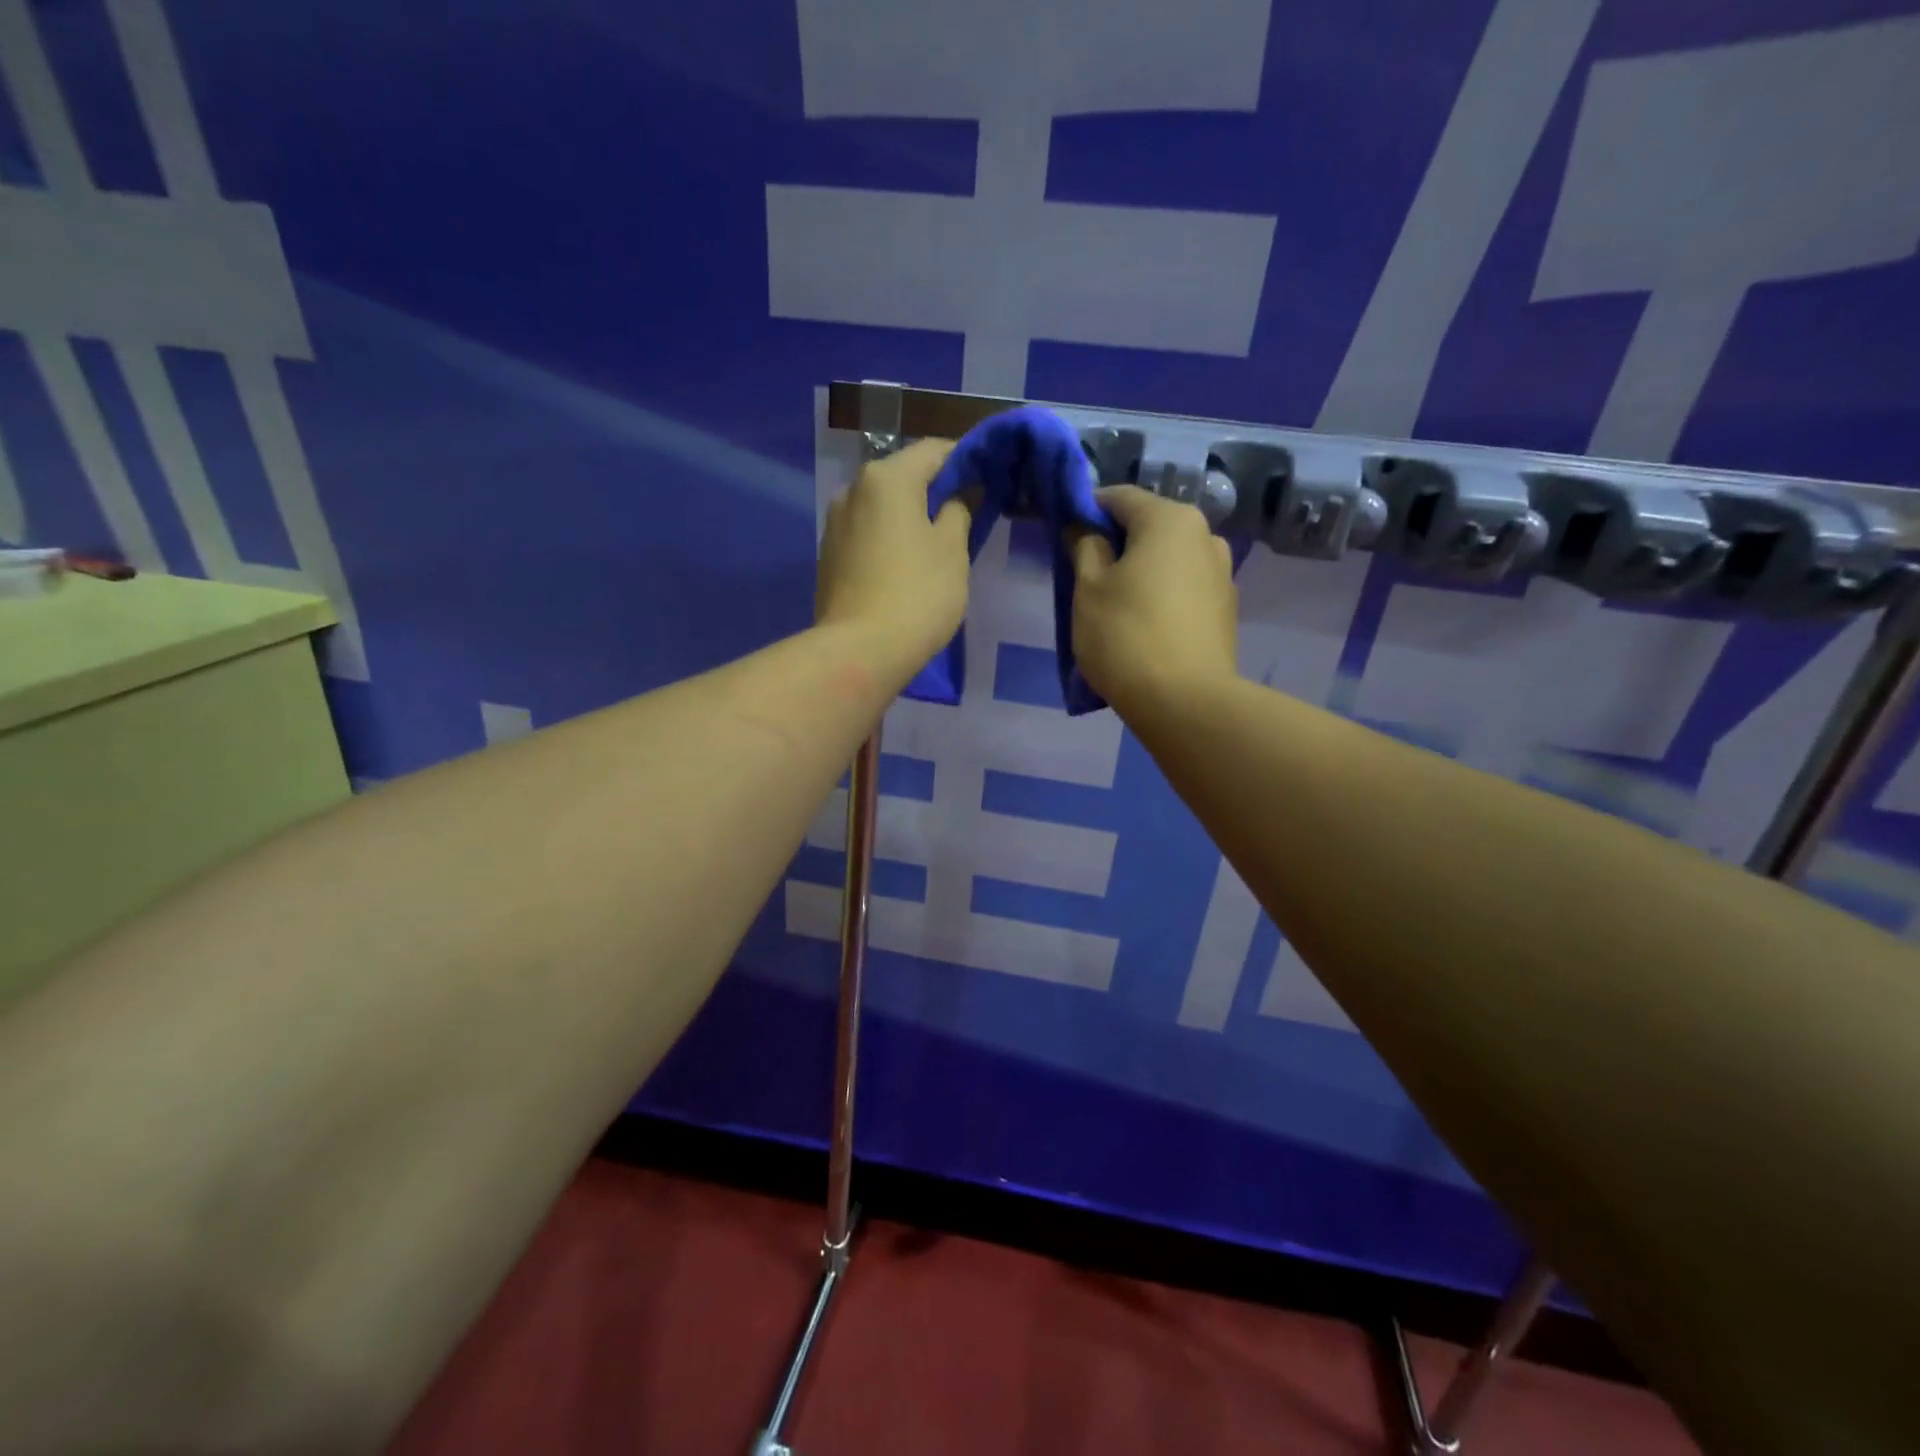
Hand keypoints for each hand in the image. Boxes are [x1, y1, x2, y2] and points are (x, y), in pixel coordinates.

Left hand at [816, 438, 970, 677]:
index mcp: (887, 477)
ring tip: (935, 545)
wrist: (859, 651)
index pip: (934, 450)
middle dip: (934, 490)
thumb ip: (961, 510)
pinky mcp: (828, 555)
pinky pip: (866, 533)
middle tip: (965, 516)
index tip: (987, 480)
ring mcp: (834, 523)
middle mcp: (853, 489)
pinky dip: (888, 538)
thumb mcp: (953, 550)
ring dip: (909, 516)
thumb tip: (961, 492)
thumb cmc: (917, 594)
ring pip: (882, 506)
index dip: (966, 460)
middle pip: (904, 476)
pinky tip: (904, 565)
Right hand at [1070, 486, 1238, 711]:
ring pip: (1169, 559)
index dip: (1087, 509)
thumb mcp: (1088, 589)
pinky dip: (1161, 596)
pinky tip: (1144, 626)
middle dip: (1116, 543)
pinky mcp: (1226, 610)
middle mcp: (1205, 536)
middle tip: (1086, 574)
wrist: (1185, 703)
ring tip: (1115, 606)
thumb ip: (1085, 548)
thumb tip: (1086, 529)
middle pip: (1149, 527)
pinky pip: (1184, 589)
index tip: (1065, 533)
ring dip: (1141, 571)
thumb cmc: (1126, 636)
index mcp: (1170, 520)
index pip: (1120, 497)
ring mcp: (1222, 574)